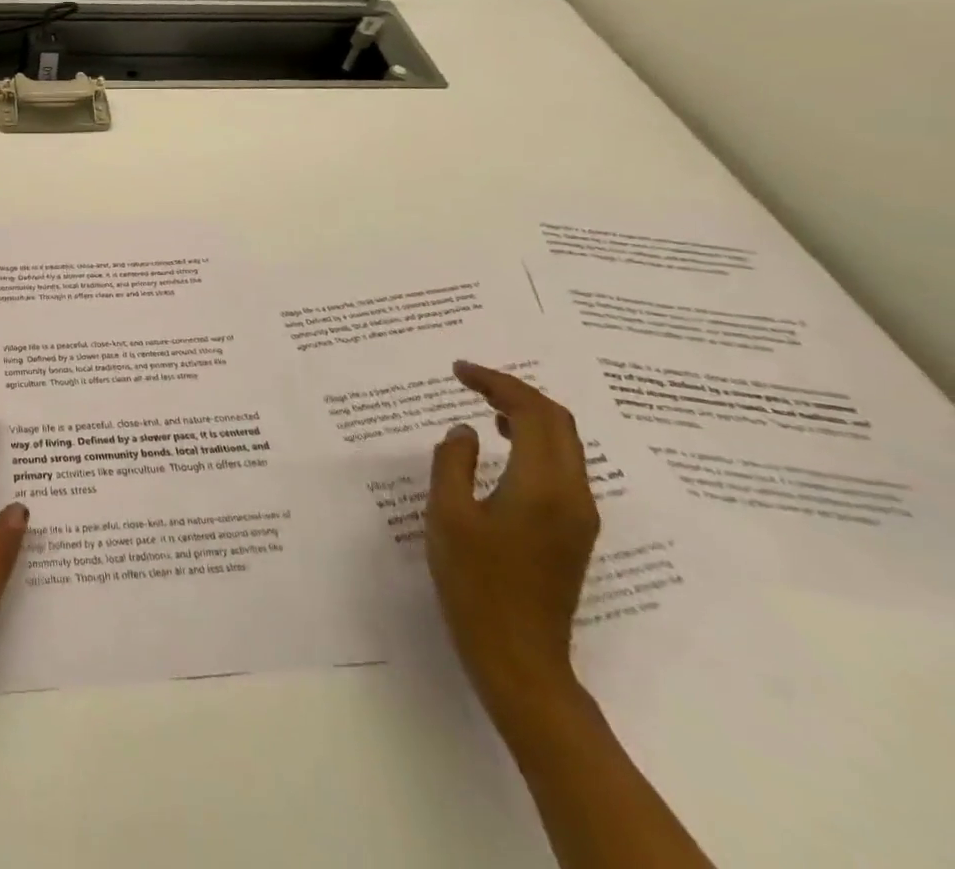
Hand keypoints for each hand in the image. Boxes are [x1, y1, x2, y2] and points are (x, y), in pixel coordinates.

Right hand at [424, 361, 599, 719]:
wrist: (518, 657)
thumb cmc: (475, 583)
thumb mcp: (448, 515)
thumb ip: (453, 463)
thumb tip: (464, 432)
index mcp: (543, 486)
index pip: (532, 413)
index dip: (496, 383)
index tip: (458, 370)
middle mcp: (573, 494)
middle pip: (559, 422)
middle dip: (516, 392)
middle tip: (471, 379)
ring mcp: (579, 515)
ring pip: (565, 444)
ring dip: (528, 415)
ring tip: (484, 403)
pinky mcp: (573, 532)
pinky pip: (561, 466)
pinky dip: (533, 441)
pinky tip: (501, 445)